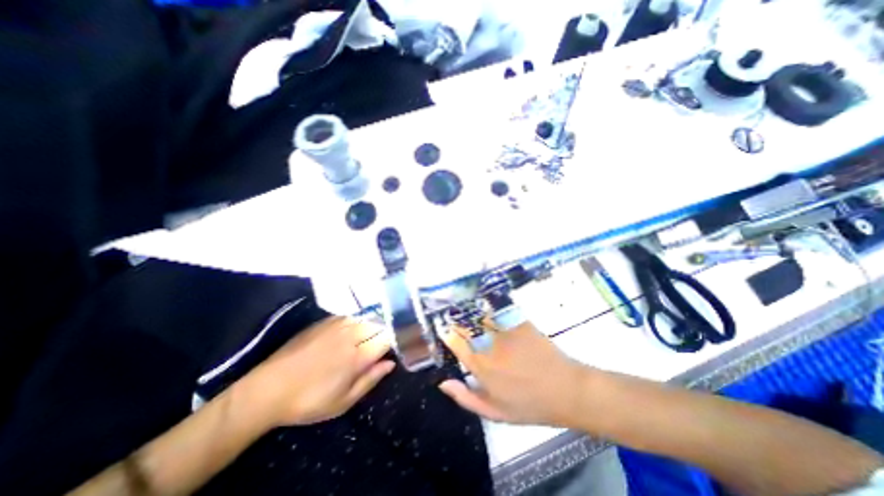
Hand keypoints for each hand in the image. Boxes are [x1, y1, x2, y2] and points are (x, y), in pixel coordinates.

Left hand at [241, 317, 395, 425]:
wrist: (268, 388)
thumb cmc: (309, 401)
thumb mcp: (343, 401)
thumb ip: (371, 379)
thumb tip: (390, 363)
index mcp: (358, 355)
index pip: (387, 338)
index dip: (394, 342)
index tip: (391, 350)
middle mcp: (351, 334)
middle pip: (379, 325)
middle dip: (383, 334)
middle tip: (377, 348)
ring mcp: (337, 325)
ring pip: (365, 318)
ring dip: (371, 327)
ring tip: (365, 341)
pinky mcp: (324, 321)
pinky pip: (350, 317)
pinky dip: (356, 323)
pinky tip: (349, 333)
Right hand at [439, 322, 588, 424]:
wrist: (566, 390)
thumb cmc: (529, 405)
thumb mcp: (495, 412)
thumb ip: (466, 397)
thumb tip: (443, 383)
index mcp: (480, 366)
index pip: (455, 342)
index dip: (447, 334)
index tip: (446, 331)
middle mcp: (489, 345)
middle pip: (465, 326)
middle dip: (458, 322)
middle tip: (457, 322)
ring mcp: (505, 331)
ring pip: (480, 316)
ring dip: (473, 314)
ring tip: (471, 314)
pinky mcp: (519, 322)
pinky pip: (499, 312)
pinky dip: (491, 310)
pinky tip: (490, 311)